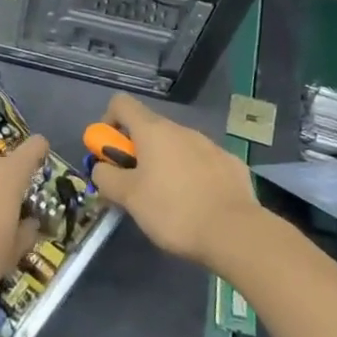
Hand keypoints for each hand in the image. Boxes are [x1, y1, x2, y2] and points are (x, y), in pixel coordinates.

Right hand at [90, 93, 261, 270]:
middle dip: (136, 152)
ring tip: (168, 201)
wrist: (236, 233)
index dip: (108, 122)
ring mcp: (210, 145)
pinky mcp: (231, 164)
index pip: (121, 103)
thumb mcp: (128, 198)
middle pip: (149, 128)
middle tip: (135, 186)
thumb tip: (101, 168)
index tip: (110, 153)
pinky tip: (198, 205)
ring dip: (164, 164)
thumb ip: (106, 178)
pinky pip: (202, 163)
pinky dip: (192, 176)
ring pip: (177, 146)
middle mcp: (182, 129)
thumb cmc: (173, 211)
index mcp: (153, 131)